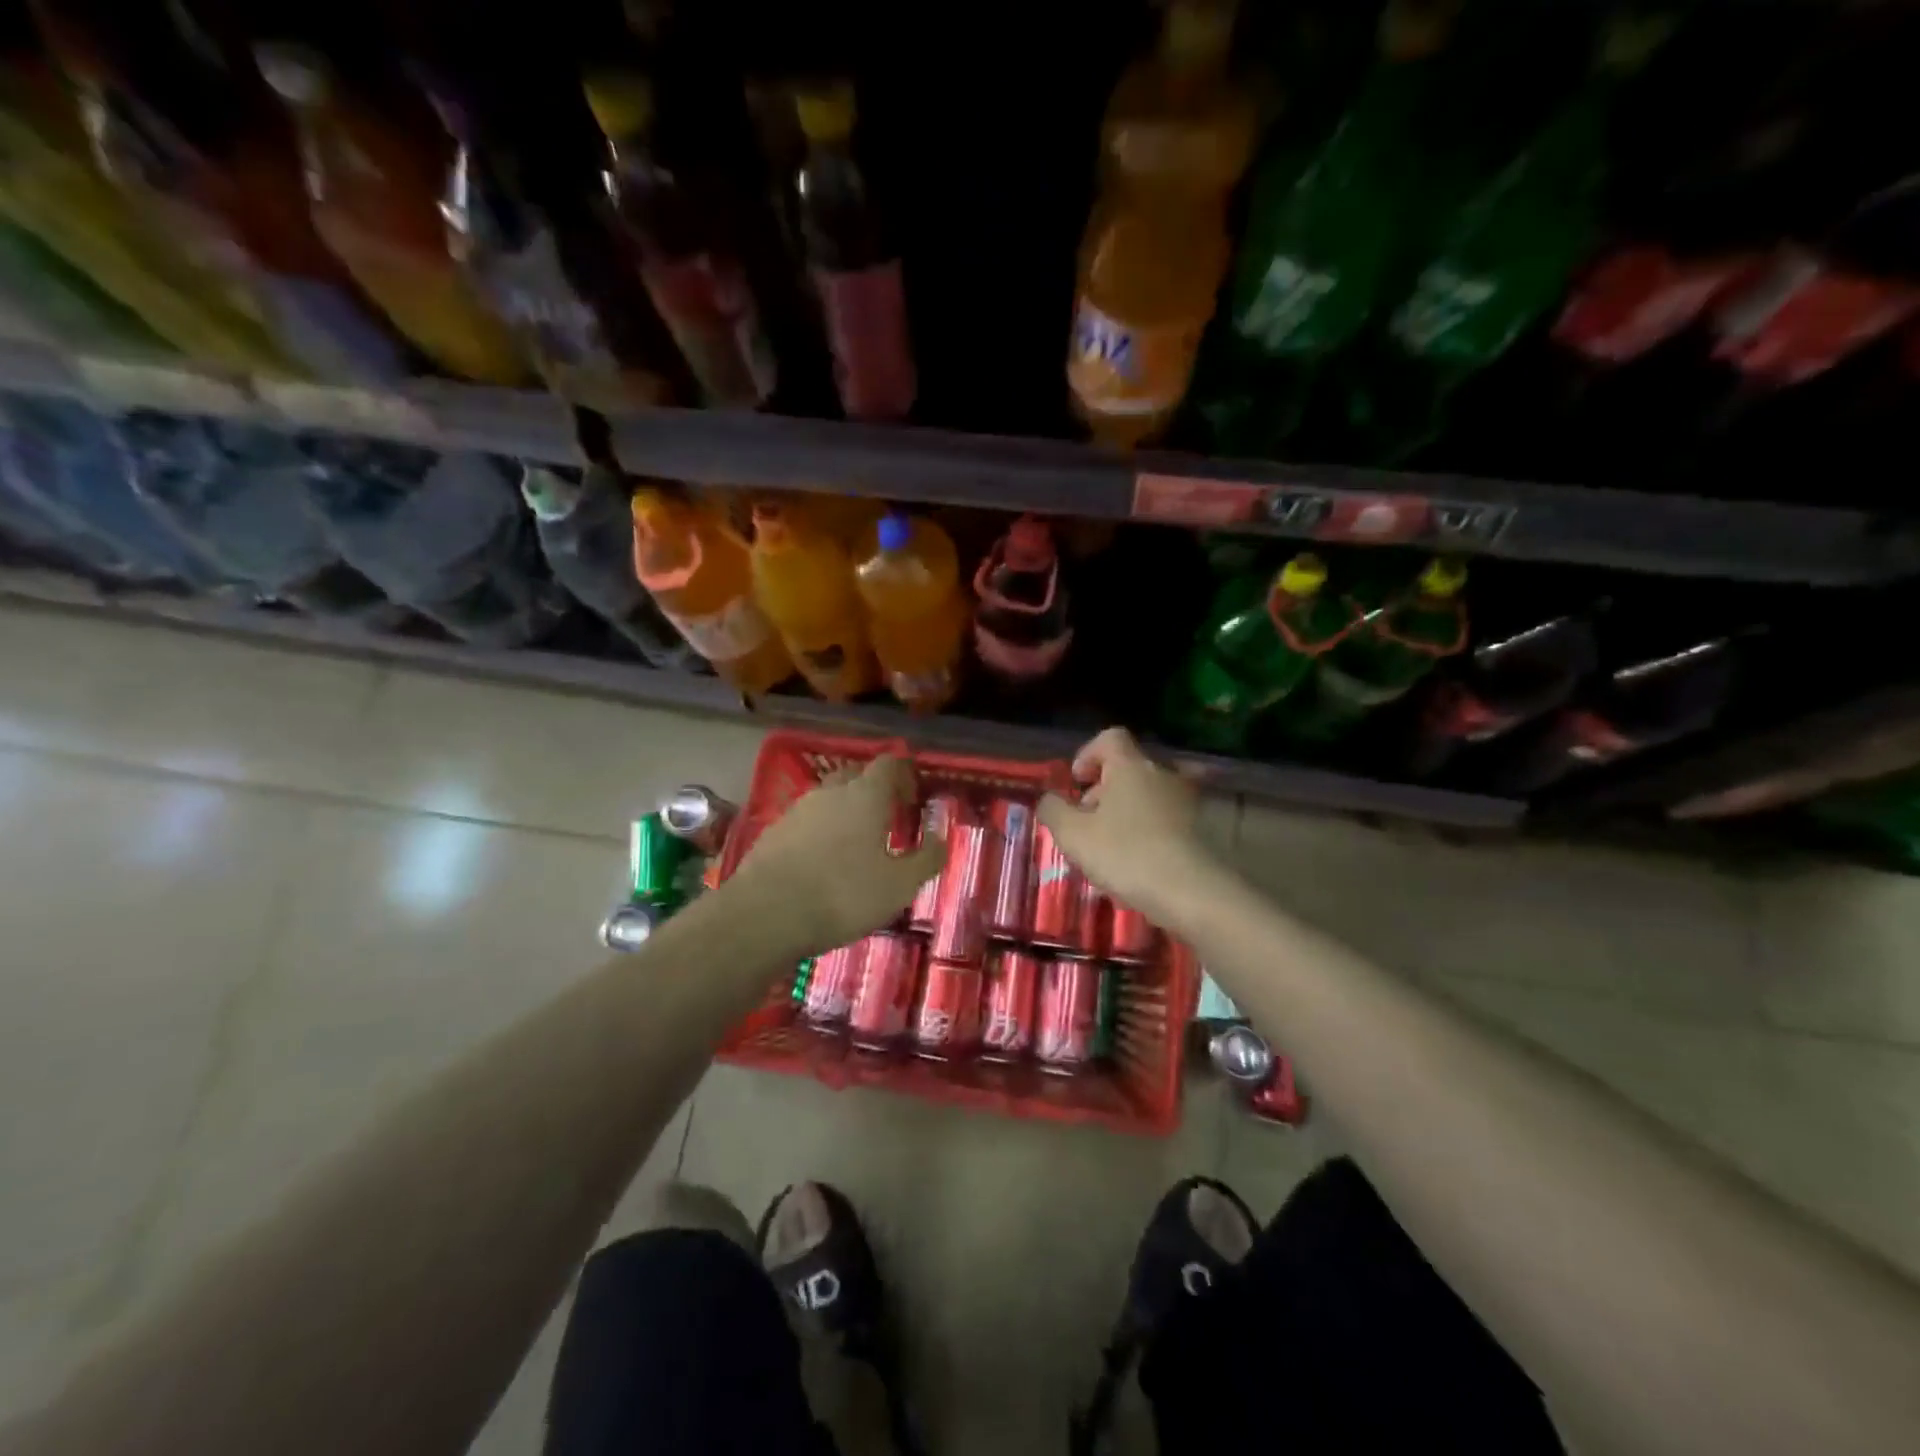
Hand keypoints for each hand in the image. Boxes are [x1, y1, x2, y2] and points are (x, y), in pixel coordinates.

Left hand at [728, 754, 943, 955]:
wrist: (764, 915)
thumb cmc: (843, 895)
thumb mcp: (899, 885)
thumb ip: (926, 858)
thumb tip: (940, 838)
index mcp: (866, 795)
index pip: (889, 763)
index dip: (904, 774)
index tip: (913, 798)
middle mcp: (830, 792)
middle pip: (856, 776)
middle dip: (874, 791)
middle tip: (887, 820)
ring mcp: (797, 809)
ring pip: (828, 799)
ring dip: (845, 812)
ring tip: (856, 845)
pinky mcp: (773, 832)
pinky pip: (806, 822)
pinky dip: (820, 833)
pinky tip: (823, 862)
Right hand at [1038, 728, 1219, 927]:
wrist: (1191, 892)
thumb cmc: (1125, 854)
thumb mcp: (1073, 834)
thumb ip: (1053, 810)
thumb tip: (1049, 800)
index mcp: (1131, 766)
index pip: (1110, 738)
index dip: (1088, 754)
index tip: (1077, 782)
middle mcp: (1163, 773)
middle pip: (1128, 769)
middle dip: (1103, 791)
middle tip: (1087, 823)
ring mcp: (1187, 800)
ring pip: (1147, 796)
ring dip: (1125, 814)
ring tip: (1110, 850)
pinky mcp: (1202, 828)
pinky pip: (1165, 819)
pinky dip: (1148, 832)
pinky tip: (1137, 864)